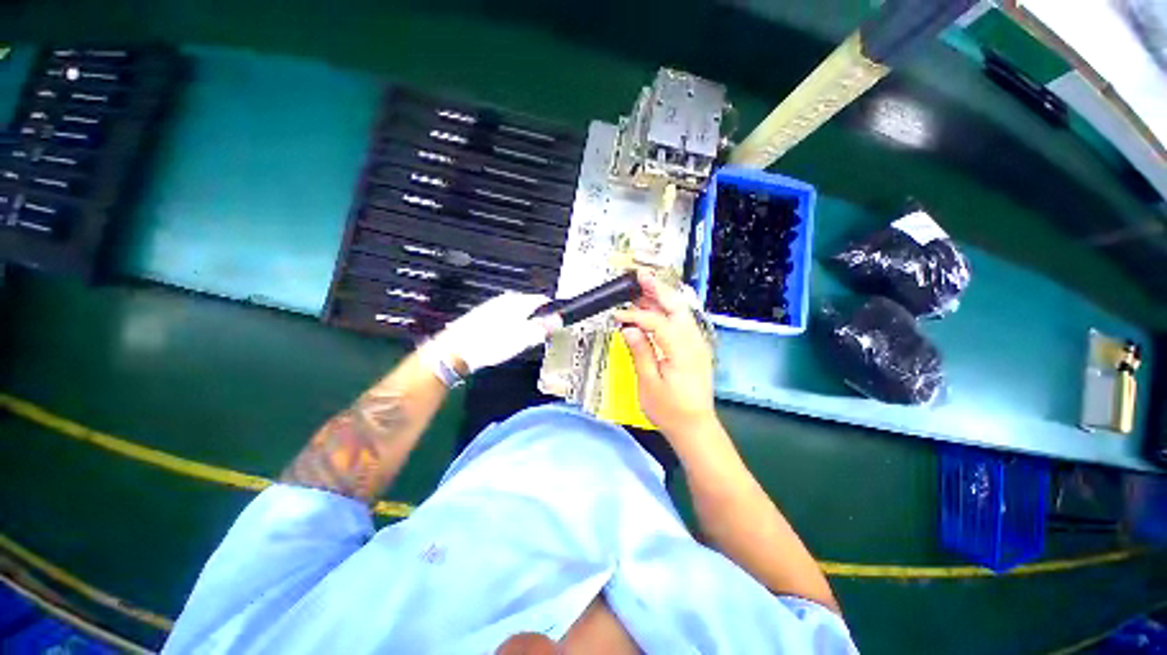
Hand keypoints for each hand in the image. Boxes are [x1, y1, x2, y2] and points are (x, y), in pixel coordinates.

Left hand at [430, 292, 551, 374]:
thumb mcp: (523, 338)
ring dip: (523, 323)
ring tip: (522, 340)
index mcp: (519, 302)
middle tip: (539, 336)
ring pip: (517, 312)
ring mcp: (494, 306)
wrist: (455, 350)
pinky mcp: (483, 314)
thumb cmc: (490, 344)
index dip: (552, 312)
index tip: (555, 324)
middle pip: (530, 305)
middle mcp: (506, 299)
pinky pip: (505, 317)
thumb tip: (559, 319)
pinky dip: (510, 326)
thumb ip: (543, 327)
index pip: (543, 300)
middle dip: (537, 319)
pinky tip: (505, 339)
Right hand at [614, 270, 717, 441]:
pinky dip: (668, 311)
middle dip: (658, 289)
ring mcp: (697, 344)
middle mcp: (694, 342)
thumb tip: (629, 328)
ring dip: (663, 297)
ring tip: (644, 287)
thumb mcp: (649, 384)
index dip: (636, 315)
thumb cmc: (670, 410)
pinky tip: (656, 309)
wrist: (695, 427)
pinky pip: (682, 322)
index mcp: (682, 351)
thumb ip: (641, 352)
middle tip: (640, 276)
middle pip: (676, 307)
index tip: (618, 316)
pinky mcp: (695, 348)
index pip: (657, 322)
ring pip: (681, 311)